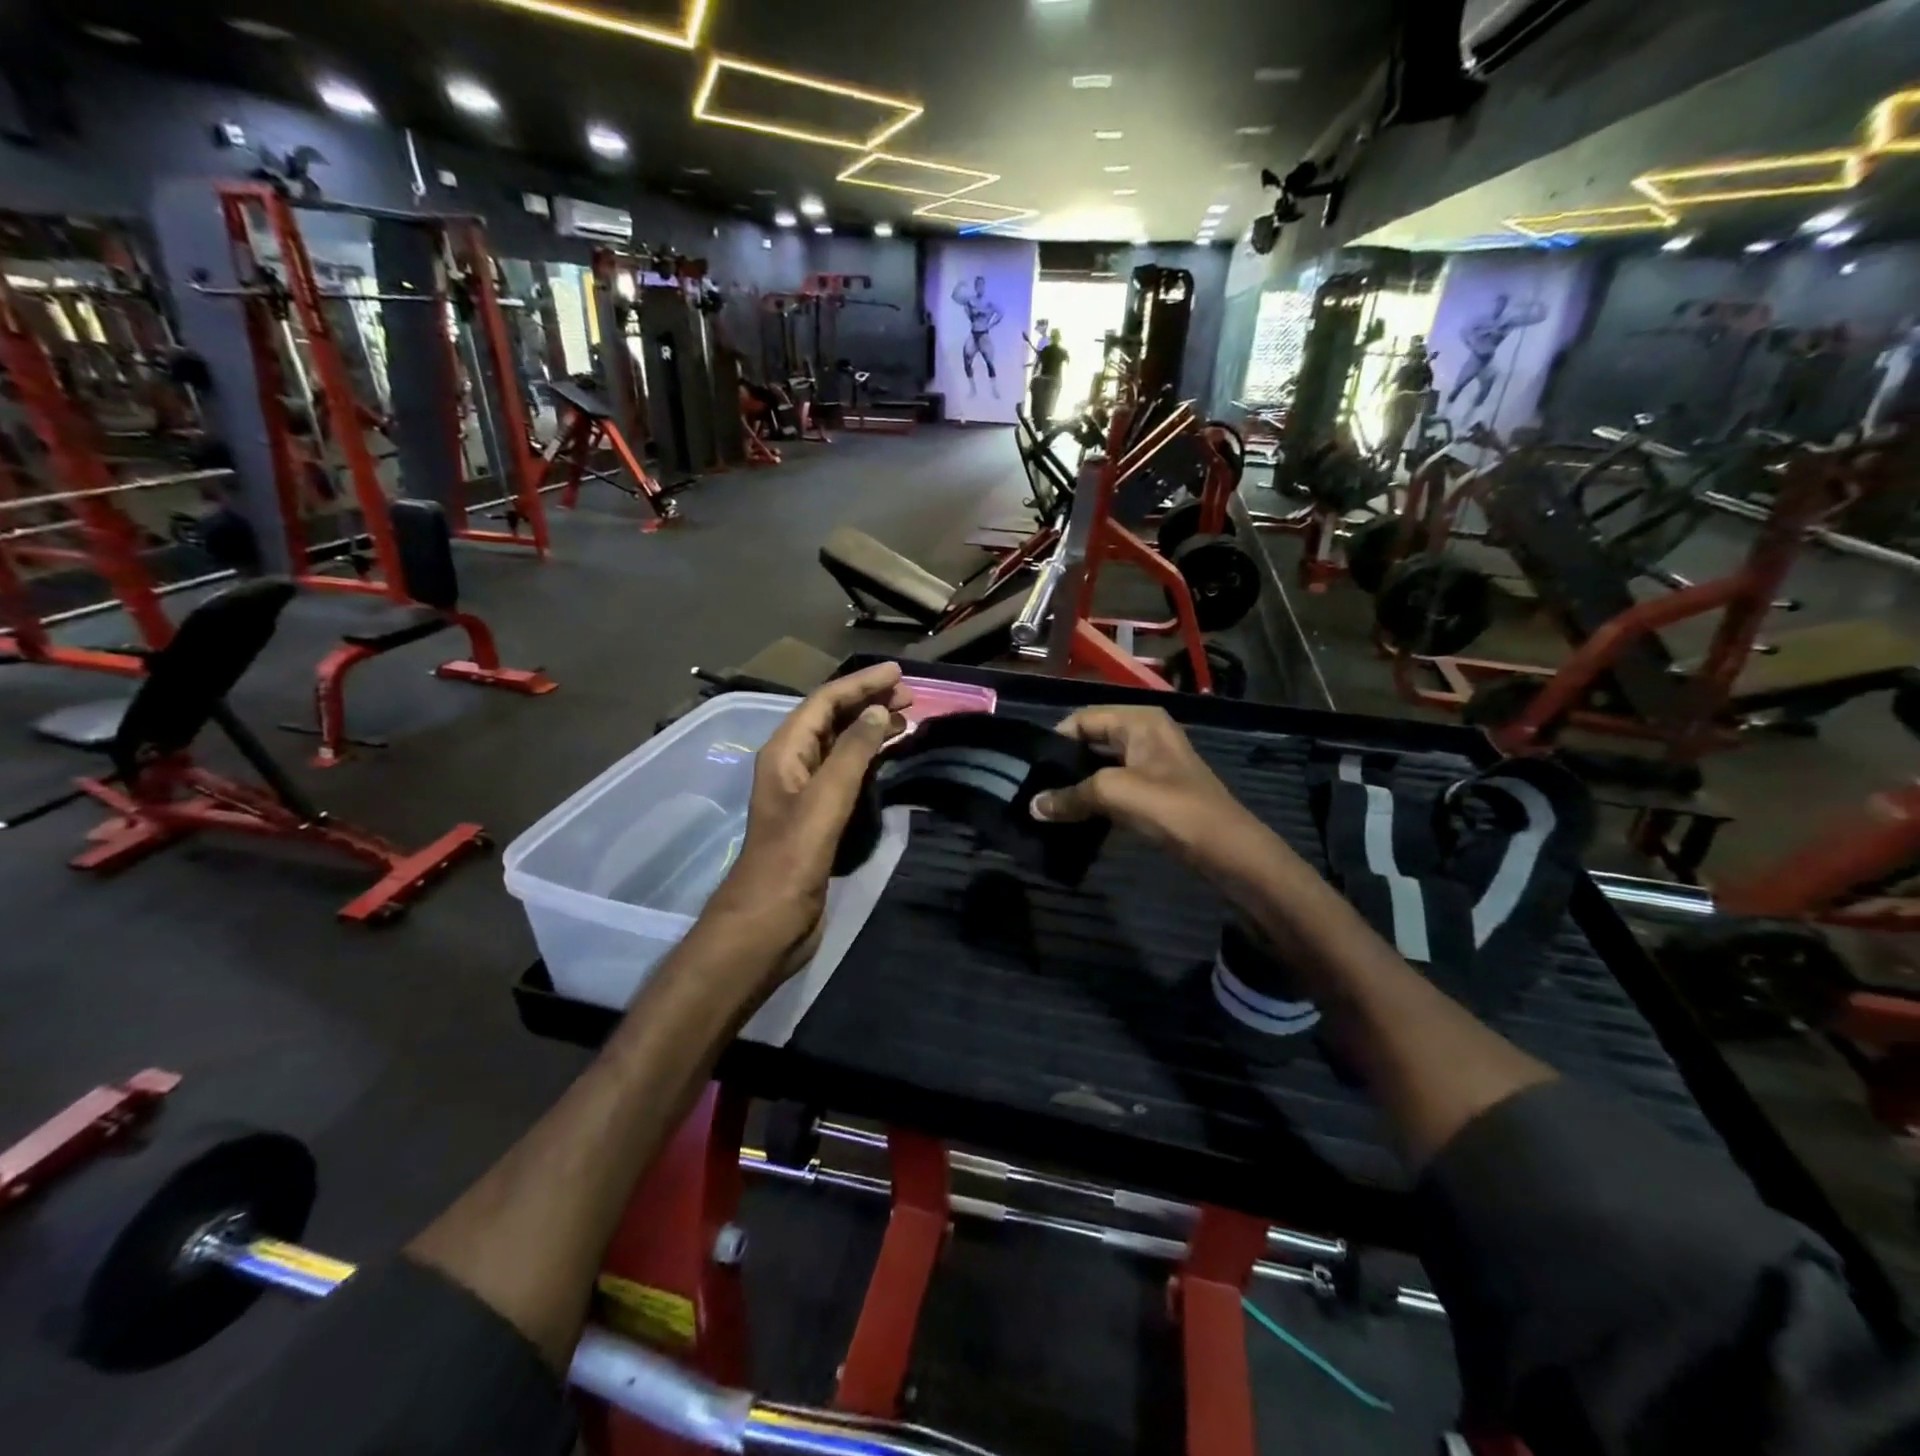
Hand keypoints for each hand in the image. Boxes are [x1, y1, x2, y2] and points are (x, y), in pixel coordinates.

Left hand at [704, 663, 912, 970]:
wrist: (768, 923)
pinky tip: (890, 758)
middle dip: (868, 702)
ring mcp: (805, 792)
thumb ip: (851, 754)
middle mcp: (793, 765)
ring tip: (907, 720)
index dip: (860, 684)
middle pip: (832, 719)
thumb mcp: (823, 801)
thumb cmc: (791, 860)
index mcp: (785, 753)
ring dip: (871, 729)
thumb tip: (878, 712)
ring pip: (841, 746)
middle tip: (911, 696)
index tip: (899, 673)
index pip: (824, 702)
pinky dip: (869, 759)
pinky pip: (847, 773)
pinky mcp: (819, 817)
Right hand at [1029, 706, 1279, 876]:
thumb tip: (1033, 806)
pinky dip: (1095, 798)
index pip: (1082, 719)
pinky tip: (1075, 816)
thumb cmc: (1170, 807)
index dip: (1055, 740)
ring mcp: (1152, 763)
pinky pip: (1115, 786)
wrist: (1225, 848)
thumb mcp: (1114, 793)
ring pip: (1102, 766)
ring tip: (1047, 804)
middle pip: (1092, 741)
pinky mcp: (1155, 790)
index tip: (1028, 768)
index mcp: (1139, 720)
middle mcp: (1145, 733)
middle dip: (1064, 763)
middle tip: (1033, 787)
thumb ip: (1070, 796)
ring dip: (1078, 784)